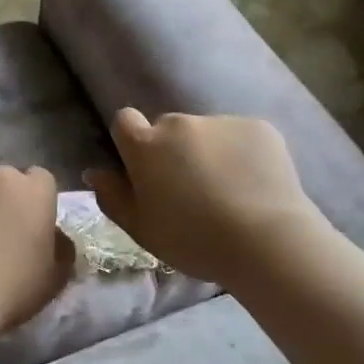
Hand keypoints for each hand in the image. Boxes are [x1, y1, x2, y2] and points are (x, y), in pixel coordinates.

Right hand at [86, 110, 323, 286]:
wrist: (267, 241)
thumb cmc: (193, 241)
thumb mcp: (141, 229)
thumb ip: (113, 197)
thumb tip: (95, 173)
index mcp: (146, 146)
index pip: (124, 121)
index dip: (132, 143)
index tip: (144, 171)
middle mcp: (180, 123)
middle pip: (168, 129)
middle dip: (173, 151)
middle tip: (190, 190)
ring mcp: (221, 121)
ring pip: (206, 133)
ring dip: (208, 152)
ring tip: (228, 191)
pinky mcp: (259, 127)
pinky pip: (240, 136)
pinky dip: (242, 154)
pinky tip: (254, 185)